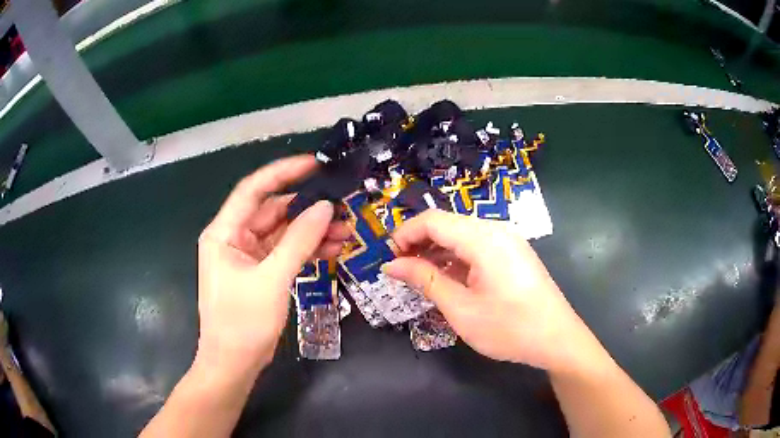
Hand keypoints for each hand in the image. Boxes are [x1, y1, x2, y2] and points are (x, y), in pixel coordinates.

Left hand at [196, 155, 350, 372]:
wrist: (234, 364)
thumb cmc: (242, 323)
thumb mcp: (271, 280)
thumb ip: (298, 241)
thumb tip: (325, 208)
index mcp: (224, 233)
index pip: (253, 190)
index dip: (283, 172)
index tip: (314, 165)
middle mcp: (234, 238)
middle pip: (273, 211)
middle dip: (307, 209)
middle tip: (341, 206)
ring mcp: (248, 256)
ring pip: (283, 233)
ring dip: (311, 231)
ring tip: (345, 231)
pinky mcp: (261, 272)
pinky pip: (286, 252)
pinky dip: (307, 250)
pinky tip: (332, 250)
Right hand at [383, 210, 586, 371]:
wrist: (557, 339)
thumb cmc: (509, 328)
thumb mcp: (461, 308)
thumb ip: (425, 280)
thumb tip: (391, 265)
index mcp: (483, 238)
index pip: (433, 220)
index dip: (405, 234)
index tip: (388, 257)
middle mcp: (496, 230)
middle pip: (447, 225)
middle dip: (419, 243)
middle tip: (400, 269)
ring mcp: (508, 241)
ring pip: (462, 236)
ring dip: (437, 252)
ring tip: (419, 276)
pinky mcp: (514, 254)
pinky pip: (478, 247)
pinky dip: (457, 259)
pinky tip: (447, 279)